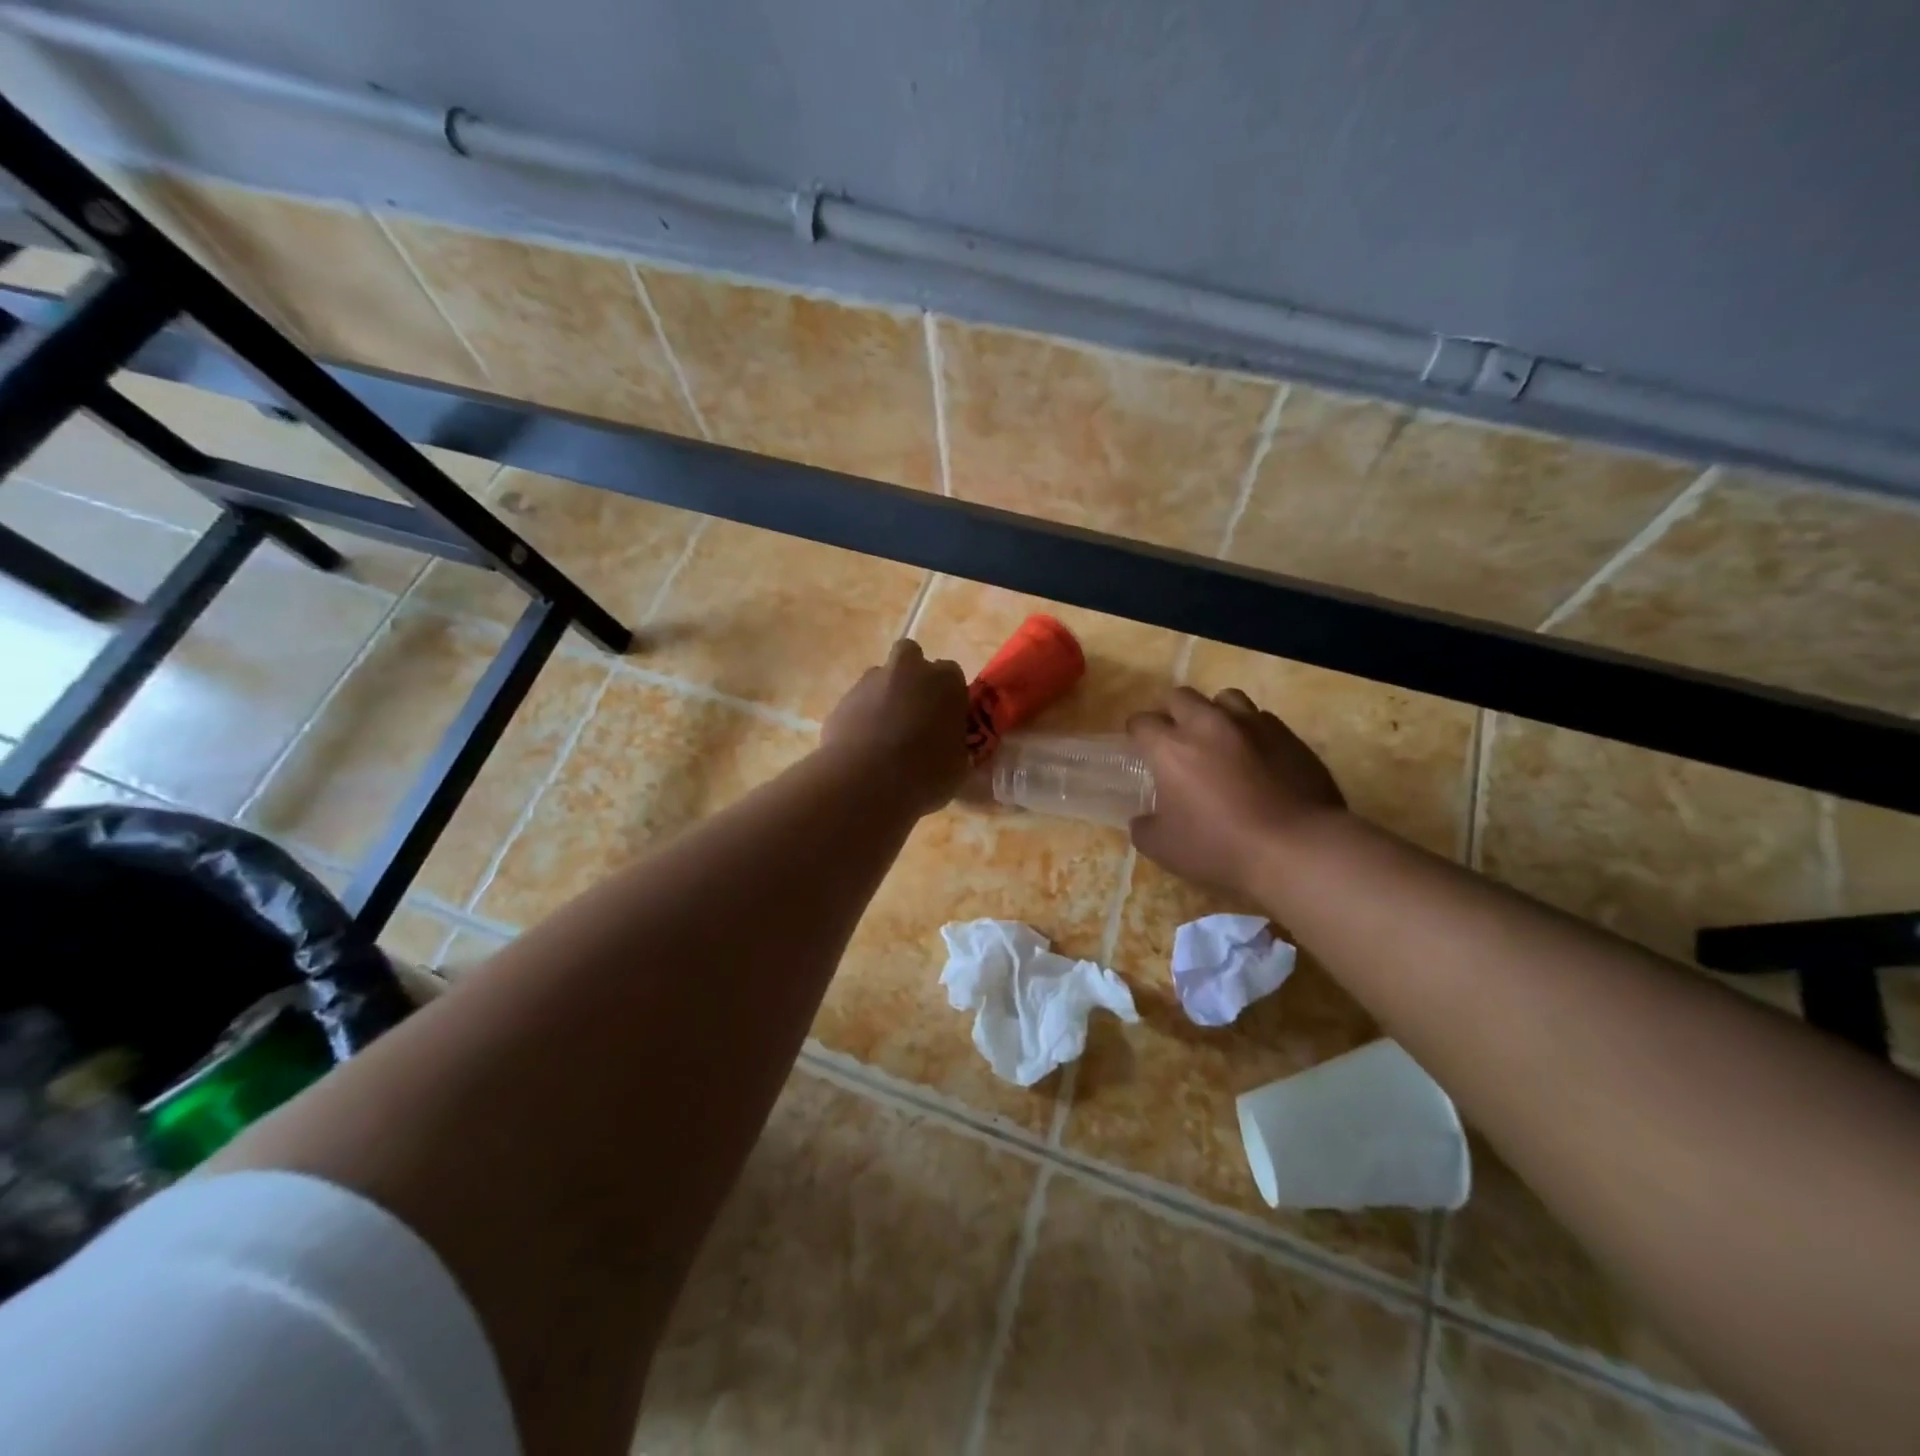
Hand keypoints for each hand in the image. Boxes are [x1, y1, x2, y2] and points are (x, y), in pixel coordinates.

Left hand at [821, 639, 970, 812]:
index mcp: (945, 681)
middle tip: (914, 711)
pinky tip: (863, 746)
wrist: (866, 780)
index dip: (948, 696)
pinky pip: (857, 703)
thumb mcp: (958, 765)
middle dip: (912, 677)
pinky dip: (861, 717)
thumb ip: (955, 744)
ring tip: (885, 735)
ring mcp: (871, 681)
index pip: (952, 675)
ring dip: (884, 697)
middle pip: (911, 657)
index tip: (945, 718)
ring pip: (880, 679)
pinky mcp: (842, 699)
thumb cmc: (925, 772)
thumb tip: (949, 746)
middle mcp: (909, 670)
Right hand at [1127, 687, 1345, 895]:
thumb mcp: (1164, 849)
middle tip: (1176, 740)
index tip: (1139, 748)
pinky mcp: (1288, 735)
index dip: (1136, 733)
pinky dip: (1251, 731)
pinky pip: (1261, 719)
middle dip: (1173, 713)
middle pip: (1181, 697)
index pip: (1142, 722)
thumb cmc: (1220, 846)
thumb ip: (1144, 828)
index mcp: (1171, 748)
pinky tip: (1255, 756)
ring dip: (1215, 713)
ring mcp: (1252, 725)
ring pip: (1225, 698)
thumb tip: (1142, 820)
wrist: (1296, 848)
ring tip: (1218, 739)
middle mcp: (1208, 725)